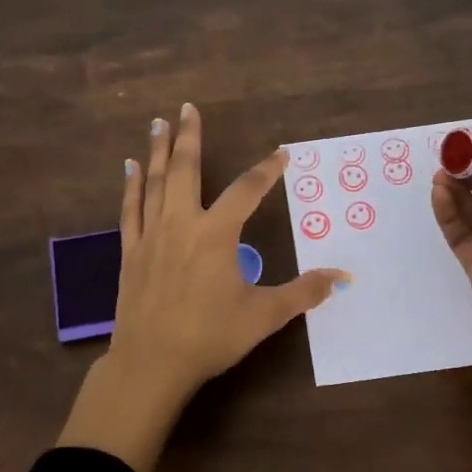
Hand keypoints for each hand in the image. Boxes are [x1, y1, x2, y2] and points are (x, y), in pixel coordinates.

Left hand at [58, 103, 349, 471]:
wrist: (151, 363)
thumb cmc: (210, 337)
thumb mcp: (263, 316)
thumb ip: (302, 293)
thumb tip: (341, 277)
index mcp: (216, 235)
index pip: (247, 191)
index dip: (266, 170)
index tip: (281, 154)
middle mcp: (182, 224)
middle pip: (186, 170)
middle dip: (190, 137)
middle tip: (188, 108)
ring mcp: (152, 236)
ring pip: (154, 183)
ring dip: (158, 151)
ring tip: (158, 123)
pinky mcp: (131, 252)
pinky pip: (130, 209)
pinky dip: (131, 186)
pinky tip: (130, 168)